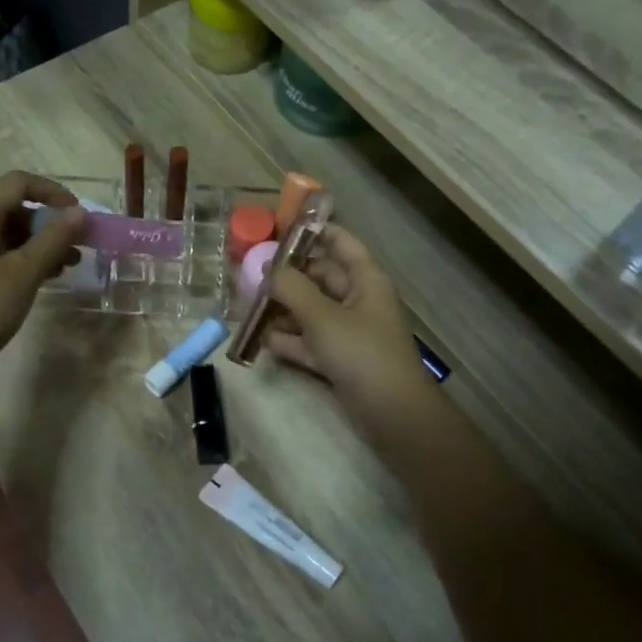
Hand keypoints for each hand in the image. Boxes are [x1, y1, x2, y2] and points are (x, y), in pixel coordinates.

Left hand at [0, 171, 87, 391]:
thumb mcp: (24, 273)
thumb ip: (54, 238)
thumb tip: (79, 212)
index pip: (17, 183)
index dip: (51, 191)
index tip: (77, 213)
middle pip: (8, 208)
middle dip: (46, 224)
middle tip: (75, 247)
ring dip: (33, 244)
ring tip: (63, 268)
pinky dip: (14, 258)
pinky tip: (35, 280)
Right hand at [264, 226, 438, 438]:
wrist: (392, 413)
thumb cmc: (360, 352)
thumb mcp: (321, 315)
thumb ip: (290, 287)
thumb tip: (268, 268)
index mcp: (365, 279)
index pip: (340, 242)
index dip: (313, 231)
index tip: (279, 228)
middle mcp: (358, 299)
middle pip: (320, 277)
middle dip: (288, 276)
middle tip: (251, 274)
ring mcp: (350, 331)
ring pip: (312, 310)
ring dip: (284, 309)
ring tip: (248, 306)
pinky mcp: (341, 359)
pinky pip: (311, 341)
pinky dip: (290, 339)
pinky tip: (263, 340)